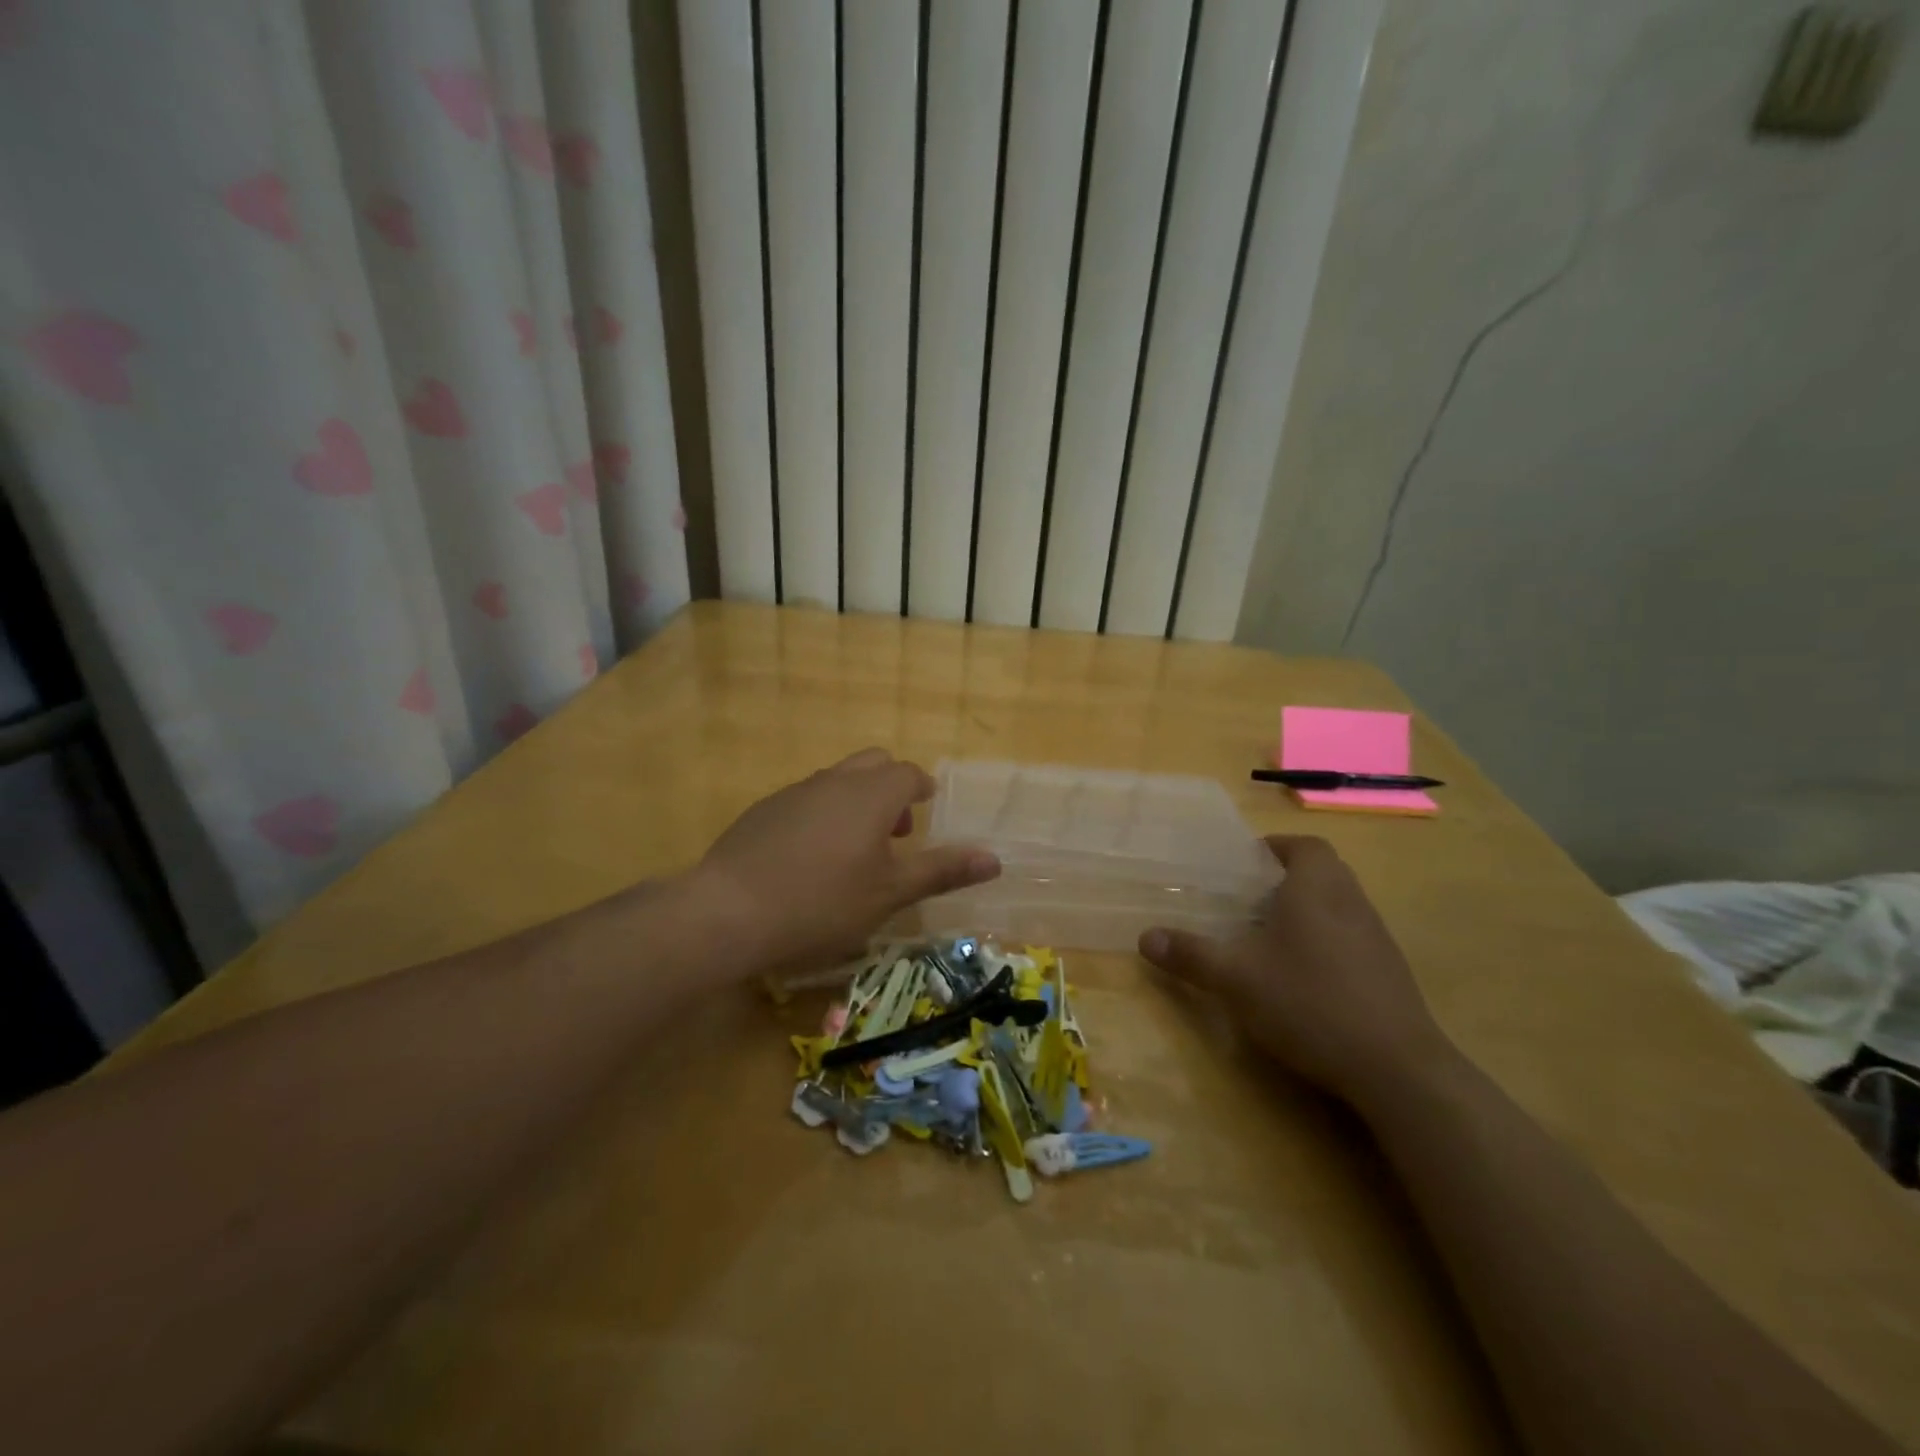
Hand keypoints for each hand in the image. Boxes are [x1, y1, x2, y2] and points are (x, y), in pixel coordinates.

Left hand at [688, 749, 999, 978]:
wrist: (728, 911)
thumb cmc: (822, 903)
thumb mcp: (889, 894)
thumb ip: (941, 871)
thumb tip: (995, 858)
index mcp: (871, 794)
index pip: (908, 774)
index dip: (921, 790)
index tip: (925, 814)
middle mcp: (834, 781)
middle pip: (873, 763)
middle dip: (890, 788)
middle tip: (894, 833)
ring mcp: (794, 792)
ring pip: (837, 780)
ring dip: (856, 801)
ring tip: (854, 851)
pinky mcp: (763, 810)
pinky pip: (806, 798)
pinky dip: (822, 814)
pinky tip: (809, 859)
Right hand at [1138, 835, 1456, 1106]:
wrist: (1397, 1068)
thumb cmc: (1309, 1002)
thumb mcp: (1236, 978)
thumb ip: (1190, 954)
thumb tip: (1144, 937)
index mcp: (1317, 888)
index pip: (1304, 845)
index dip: (1276, 847)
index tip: (1248, 862)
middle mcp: (1352, 902)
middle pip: (1323, 872)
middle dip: (1287, 879)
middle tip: (1249, 899)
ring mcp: (1377, 939)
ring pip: (1340, 906)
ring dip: (1308, 911)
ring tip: (1270, 936)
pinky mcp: (1390, 974)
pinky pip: (1353, 939)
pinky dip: (1327, 943)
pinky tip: (1303, 977)